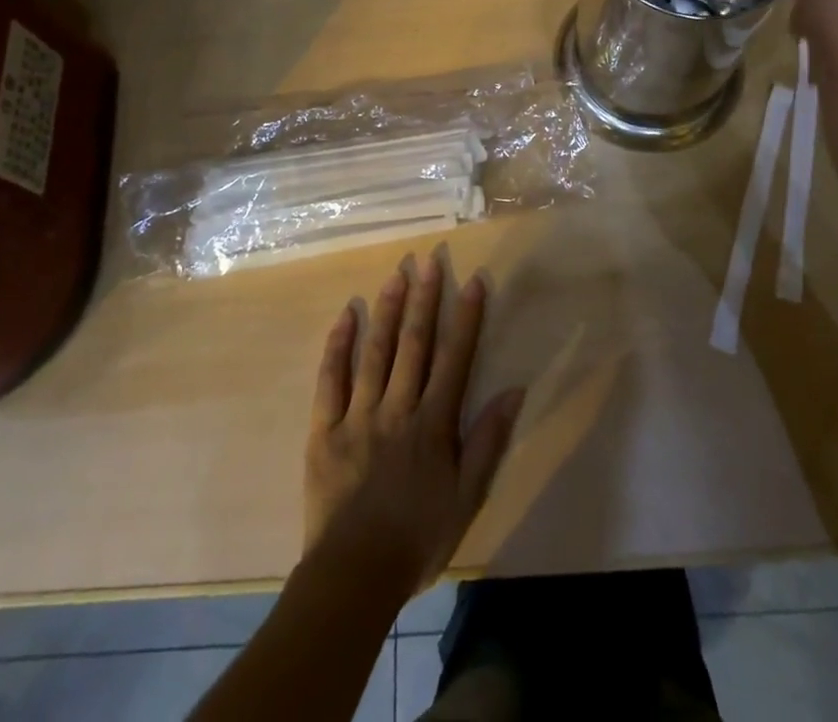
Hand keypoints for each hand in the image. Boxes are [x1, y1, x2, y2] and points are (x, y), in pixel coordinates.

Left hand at [304, 253, 524, 599]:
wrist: (354, 575)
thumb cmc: (418, 536)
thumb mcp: (467, 496)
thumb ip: (488, 441)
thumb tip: (514, 391)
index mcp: (433, 423)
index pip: (454, 357)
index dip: (466, 317)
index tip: (473, 281)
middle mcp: (397, 408)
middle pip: (413, 344)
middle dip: (424, 299)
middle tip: (429, 261)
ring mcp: (358, 415)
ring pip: (374, 352)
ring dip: (386, 310)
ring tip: (395, 274)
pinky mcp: (324, 429)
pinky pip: (330, 380)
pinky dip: (338, 346)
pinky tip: (345, 315)